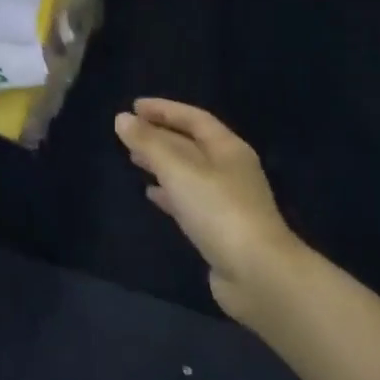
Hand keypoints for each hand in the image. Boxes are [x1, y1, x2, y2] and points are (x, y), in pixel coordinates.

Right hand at [115, 99, 304, 326]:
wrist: (256, 273)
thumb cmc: (218, 210)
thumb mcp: (178, 170)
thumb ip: (149, 143)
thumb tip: (122, 119)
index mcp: (228, 149)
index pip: (194, 118)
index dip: (164, 109)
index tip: (134, 106)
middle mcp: (230, 170)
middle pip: (191, 144)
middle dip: (160, 135)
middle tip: (128, 132)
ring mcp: (226, 200)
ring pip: (188, 172)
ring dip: (161, 163)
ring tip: (133, 159)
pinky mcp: (218, 228)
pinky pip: (188, 200)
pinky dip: (168, 192)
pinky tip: (150, 194)